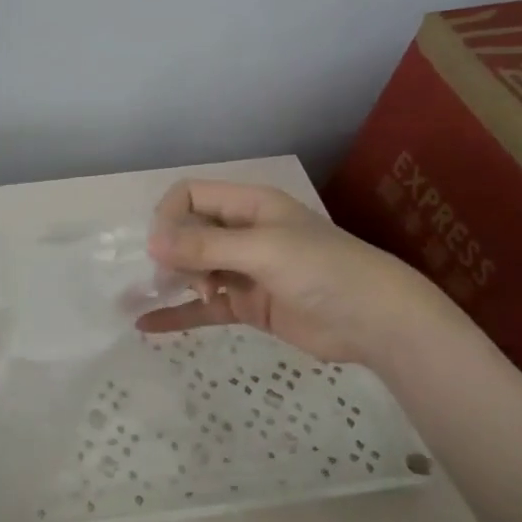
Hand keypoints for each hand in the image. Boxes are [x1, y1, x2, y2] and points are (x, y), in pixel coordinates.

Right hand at [137, 179, 460, 368]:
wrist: (376, 321)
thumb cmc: (323, 270)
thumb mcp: (263, 250)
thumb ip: (205, 246)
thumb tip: (150, 242)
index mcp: (249, 206)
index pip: (190, 197)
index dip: (168, 218)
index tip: (165, 251)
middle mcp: (242, 233)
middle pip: (187, 233)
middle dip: (174, 254)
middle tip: (186, 279)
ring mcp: (244, 271)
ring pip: (193, 270)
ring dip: (173, 282)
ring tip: (159, 299)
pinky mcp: (247, 305)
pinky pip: (203, 308)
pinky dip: (177, 314)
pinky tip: (146, 325)